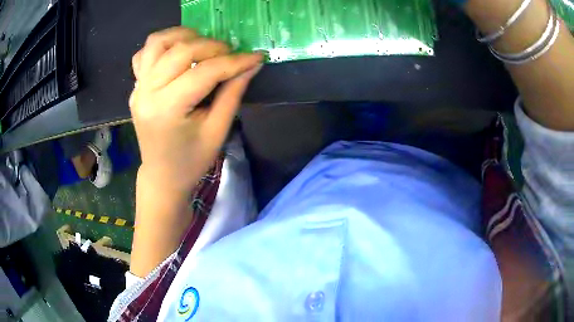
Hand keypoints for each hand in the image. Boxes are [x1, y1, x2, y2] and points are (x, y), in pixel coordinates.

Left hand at [129, 27, 262, 192]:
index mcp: (167, 109)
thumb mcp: (217, 130)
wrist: (162, 175)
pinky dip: (162, 46)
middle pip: (180, 50)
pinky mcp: (136, 87)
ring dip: (183, 37)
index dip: (234, 62)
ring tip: (202, 46)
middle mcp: (147, 92)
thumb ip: (233, 92)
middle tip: (230, 54)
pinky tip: (177, 53)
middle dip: (212, 46)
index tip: (256, 57)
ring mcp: (138, 88)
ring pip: (158, 43)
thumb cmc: (191, 160)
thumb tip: (252, 64)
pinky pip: (144, 54)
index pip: (204, 72)